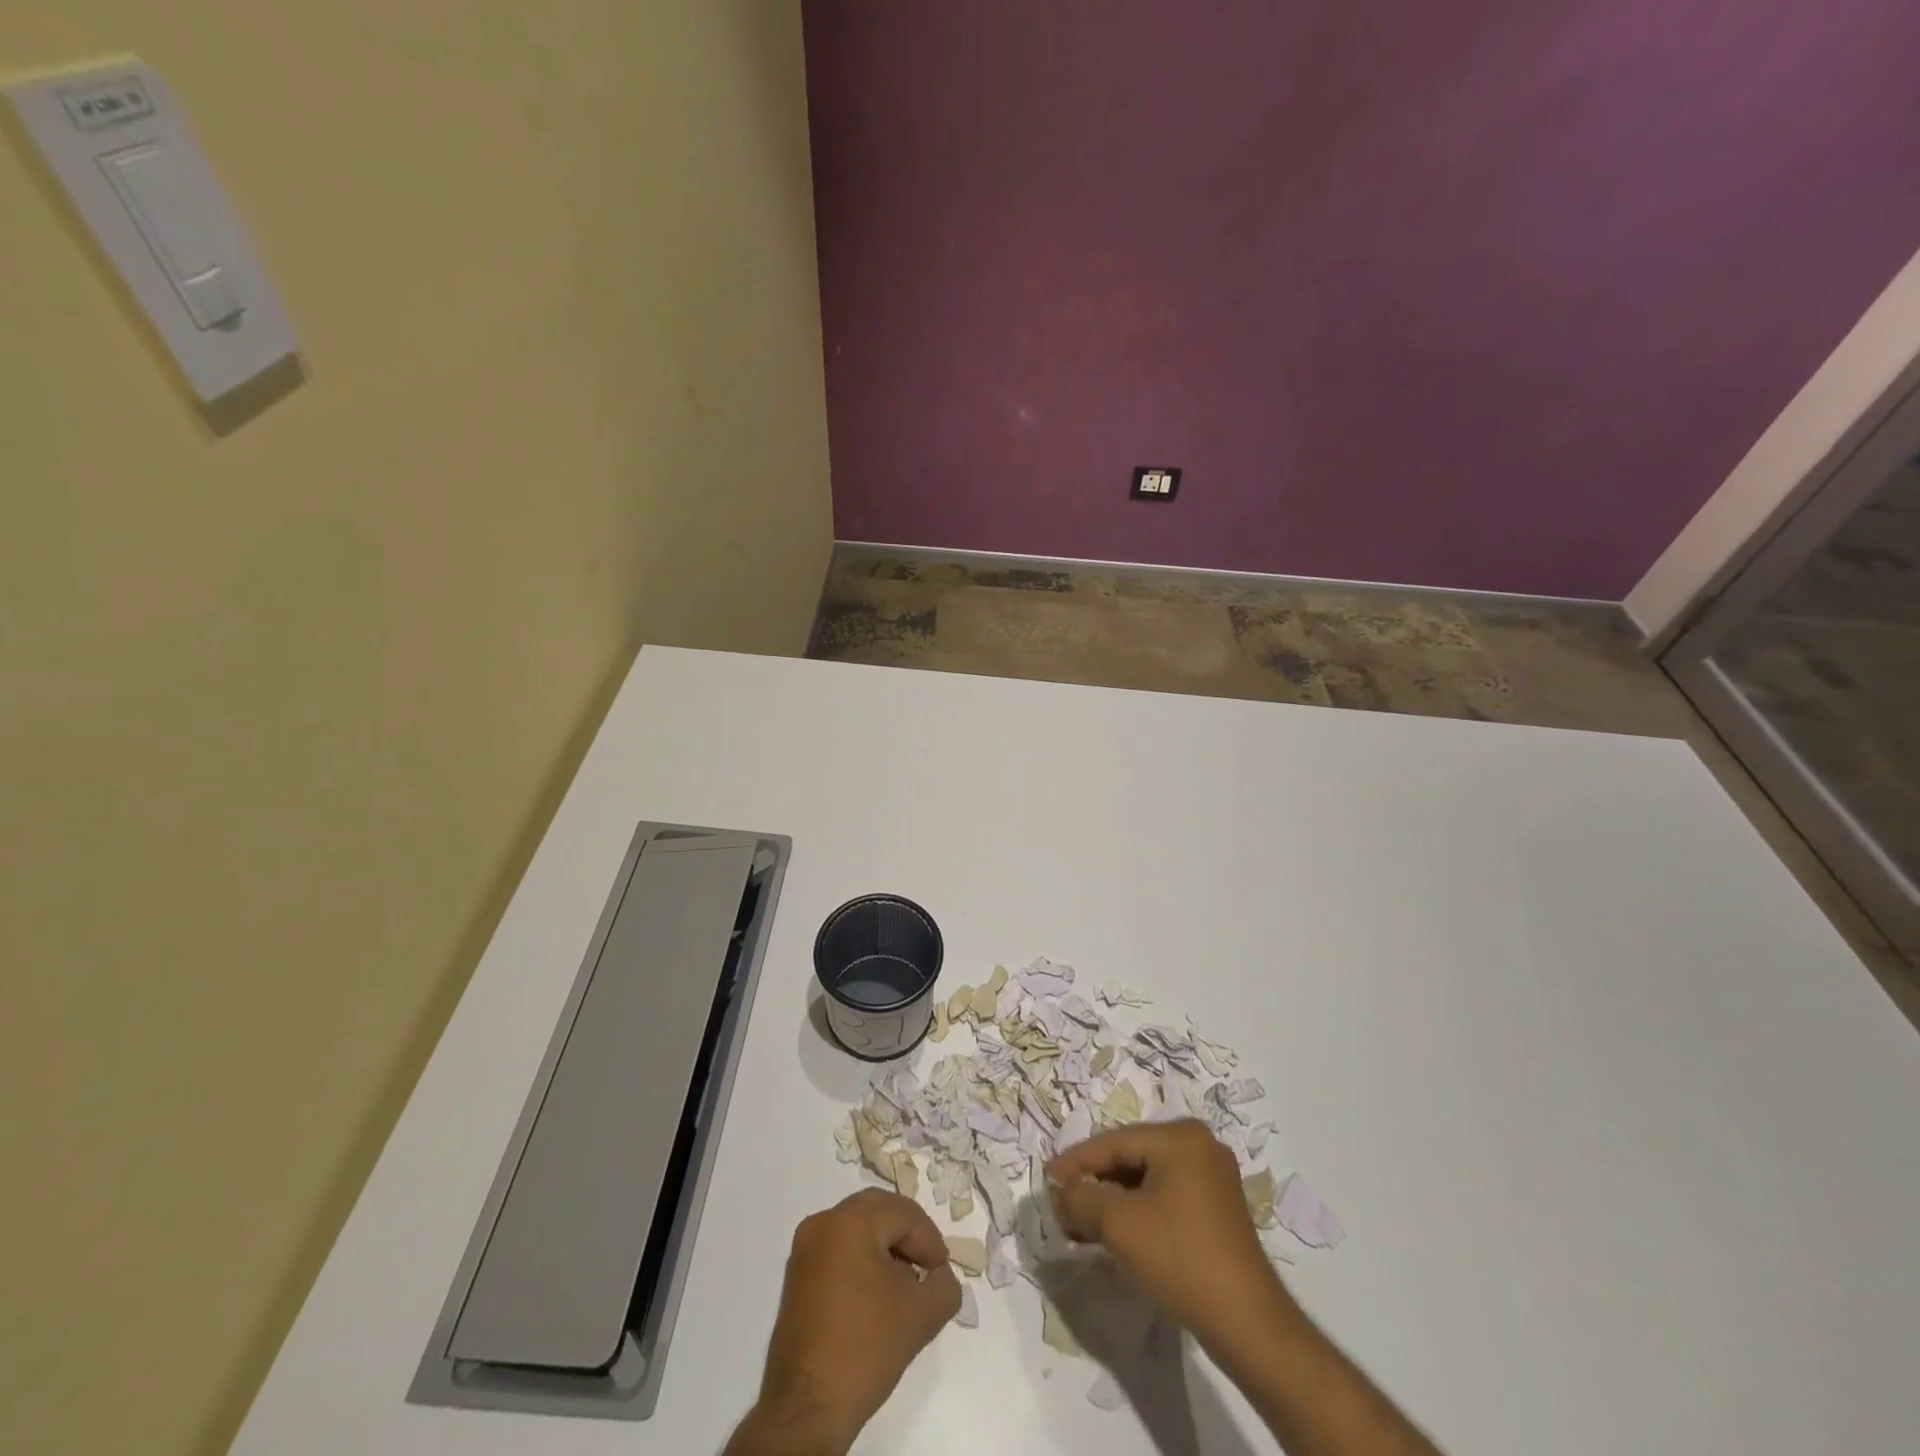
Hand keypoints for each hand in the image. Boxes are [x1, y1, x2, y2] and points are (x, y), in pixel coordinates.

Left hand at [737, 1188, 960, 1454]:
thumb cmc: (865, 1348)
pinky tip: (876, 1297)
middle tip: (927, 1269)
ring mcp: (804, 1250)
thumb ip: (944, 1285)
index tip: (941, 1273)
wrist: (806, 1408)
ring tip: (904, 1286)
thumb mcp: (922, 1315)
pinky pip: (838, 1251)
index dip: (930, 1241)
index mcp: (850, 1220)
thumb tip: (940, 1276)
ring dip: (885, 1250)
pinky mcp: (796, 1277)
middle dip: (907, 1238)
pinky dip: (861, 1262)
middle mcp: (823, 1223)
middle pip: (878, 1213)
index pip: (904, 1214)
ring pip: (857, 1231)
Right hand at [1046, 1119, 1293, 1355]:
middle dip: (1093, 1183)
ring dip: (1111, 1201)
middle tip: (1061, 1204)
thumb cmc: (1181, 1259)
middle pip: (1129, 1158)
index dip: (1076, 1162)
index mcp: (1180, 1136)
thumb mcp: (1119, 1225)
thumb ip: (1082, 1197)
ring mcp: (1211, 1177)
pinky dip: (1135, 1212)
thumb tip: (1062, 1190)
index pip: (1114, 1142)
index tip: (1046, 1180)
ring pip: (1145, 1180)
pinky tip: (1112, 1233)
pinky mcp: (1215, 1208)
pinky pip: (1163, 1197)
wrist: (1248, 1325)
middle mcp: (1199, 1145)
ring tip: (1079, 1224)